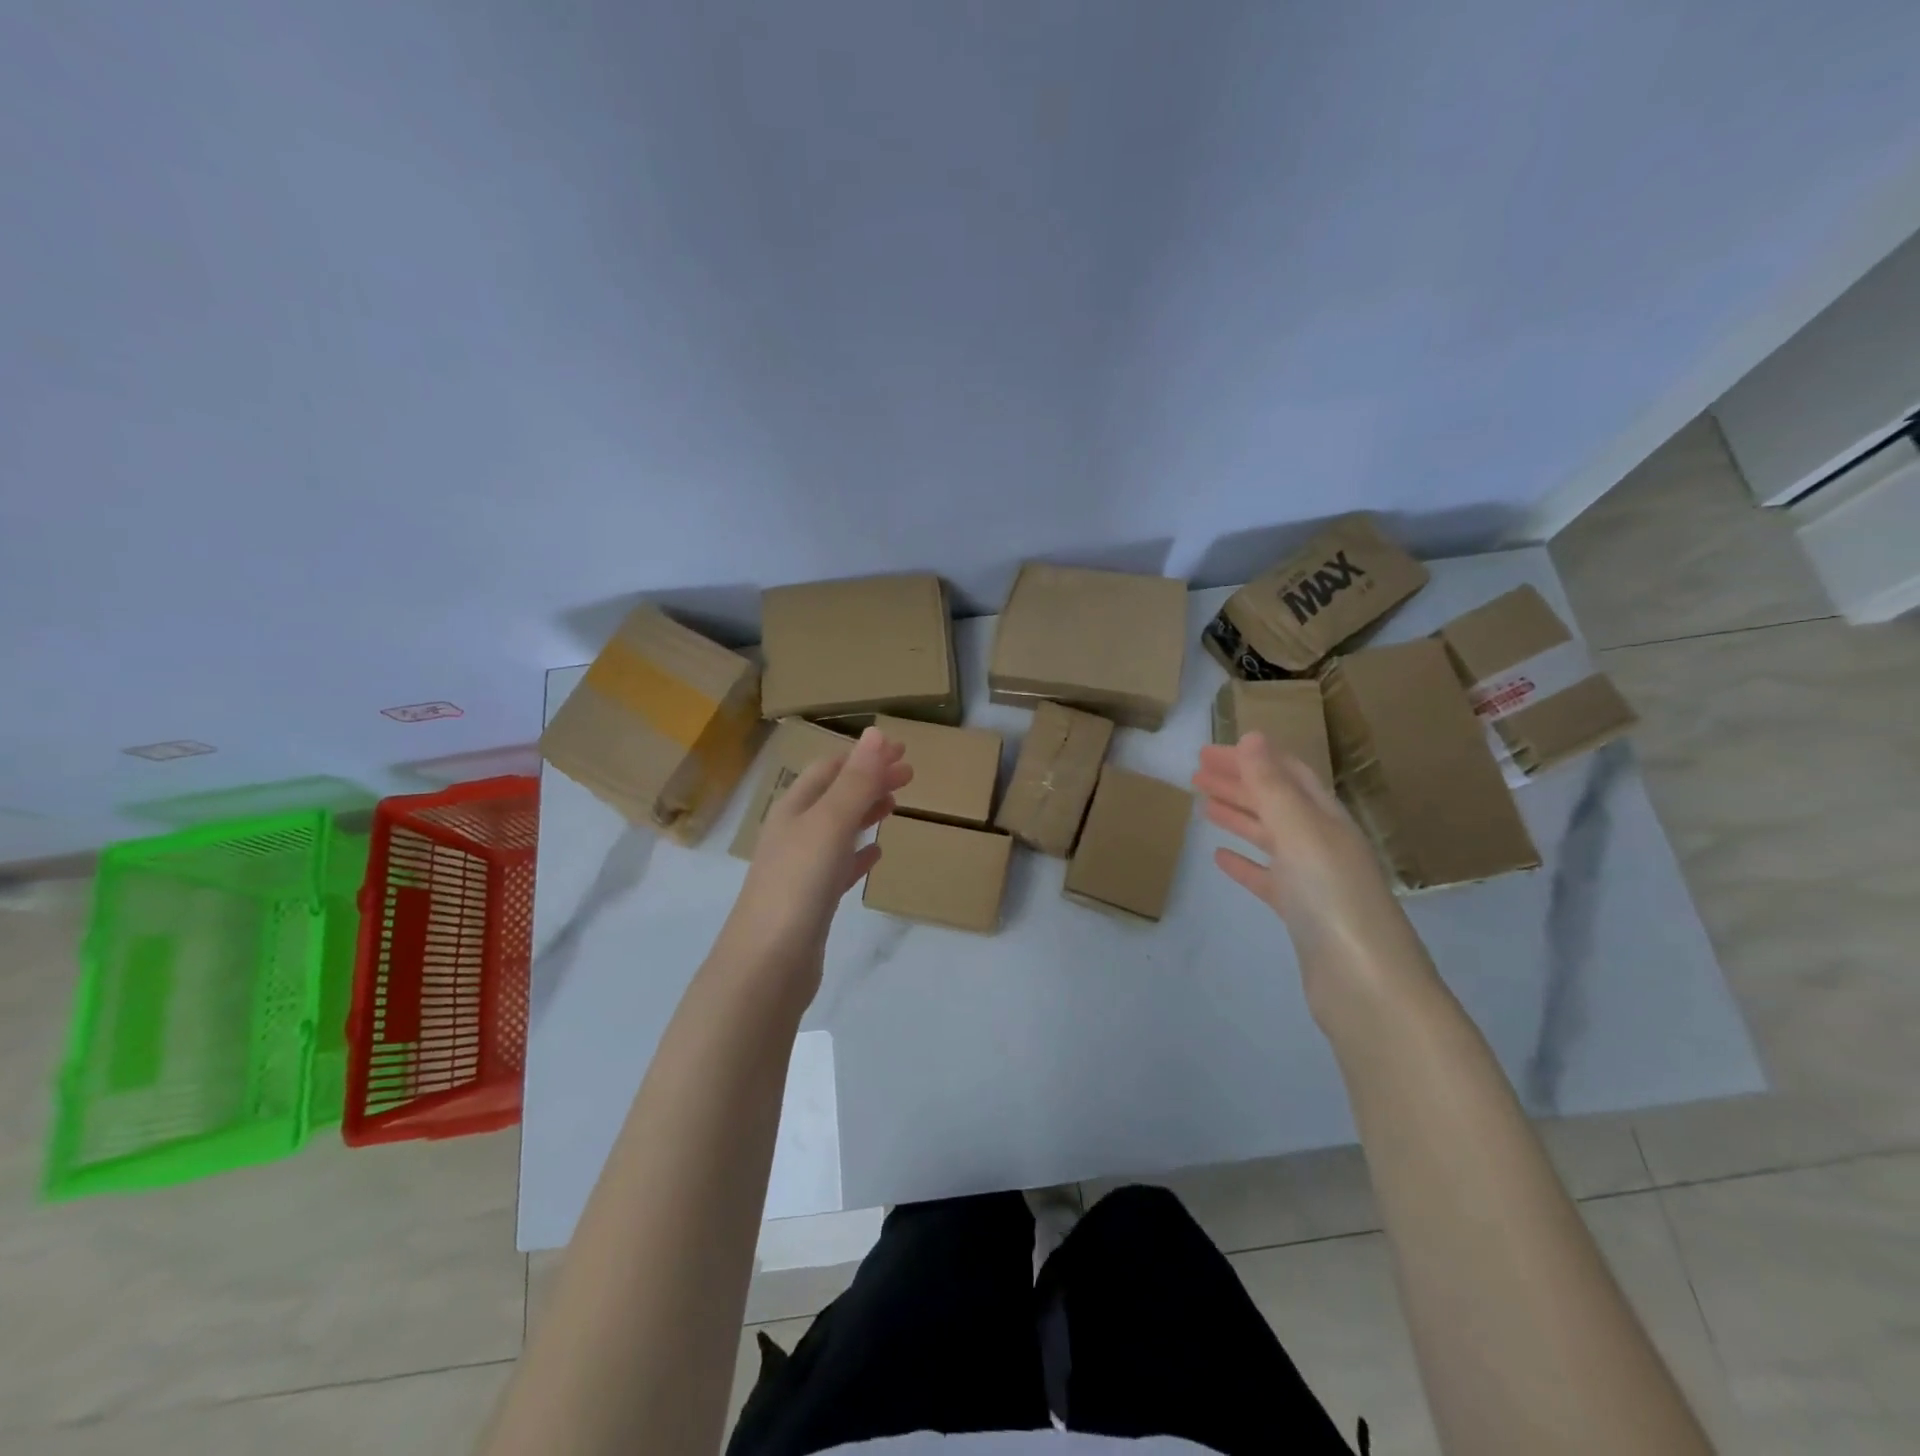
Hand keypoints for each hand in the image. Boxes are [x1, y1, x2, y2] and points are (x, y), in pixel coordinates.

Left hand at [717, 727, 910, 988]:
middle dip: (869, 781)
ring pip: (837, 830)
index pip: (830, 768)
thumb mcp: (829, 824)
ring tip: (895, 806)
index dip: (864, 756)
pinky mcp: (811, 902)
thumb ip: (855, 781)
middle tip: (910, 775)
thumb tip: (877, 733)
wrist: (767, 966)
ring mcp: (800, 869)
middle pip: (835, 796)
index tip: (903, 751)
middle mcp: (793, 834)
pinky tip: (876, 856)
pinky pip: (839, 867)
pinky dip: (859, 855)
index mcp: (794, 809)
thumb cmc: (798, 885)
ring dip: (865, 813)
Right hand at [1192, 732, 1425, 999]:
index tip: (1209, 750)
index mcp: (1326, 818)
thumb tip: (1252, 737)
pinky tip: (1220, 858)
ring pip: (1269, 836)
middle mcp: (1322, 842)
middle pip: (1275, 801)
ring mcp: (1313, 879)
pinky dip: (1244, 863)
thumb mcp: (1299, 832)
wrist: (1364, 984)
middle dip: (1238, 782)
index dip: (1250, 758)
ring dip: (1237, 816)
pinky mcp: (1301, 913)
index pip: (1287, 773)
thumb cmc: (1331, 898)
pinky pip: (1267, 877)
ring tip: (1202, 805)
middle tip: (1196, 772)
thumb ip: (1272, 786)